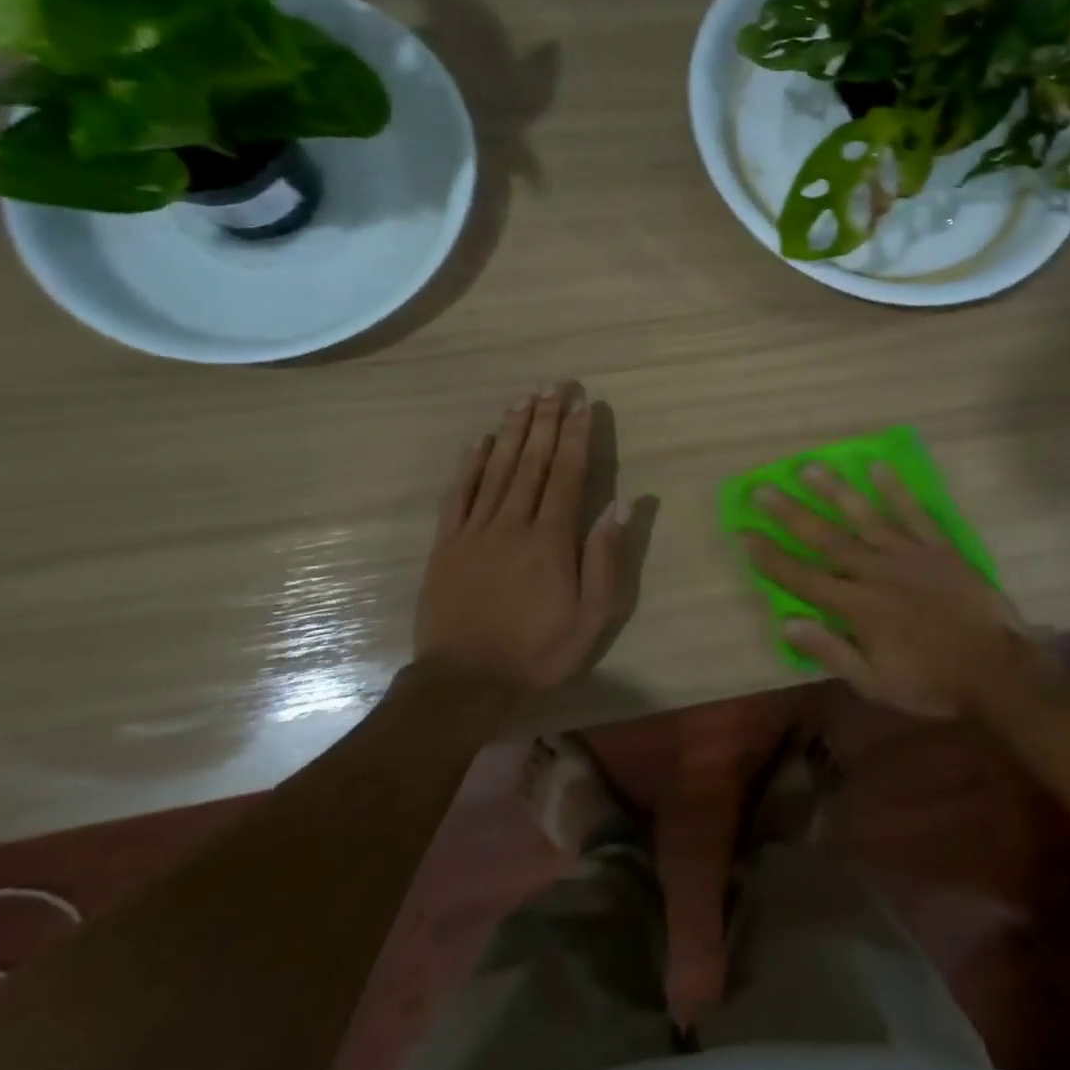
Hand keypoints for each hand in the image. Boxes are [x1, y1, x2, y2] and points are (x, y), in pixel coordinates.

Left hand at [413, 383, 637, 697]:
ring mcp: (475, 531)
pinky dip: (470, 465)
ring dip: (513, 431)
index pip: (567, 473)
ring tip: (524, 398)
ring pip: (497, 469)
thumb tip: (622, 503)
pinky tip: (480, 441)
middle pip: (533, 461)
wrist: (464, 684)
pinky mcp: (447, 545)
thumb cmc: (538, 651)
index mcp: (550, 538)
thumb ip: (606, 558)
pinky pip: (458, 495)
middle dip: (546, 420)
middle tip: (554, 385)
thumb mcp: (592, 617)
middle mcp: (513, 523)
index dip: (576, 435)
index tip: (583, 403)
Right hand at [744, 463, 1050, 718]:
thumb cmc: (932, 682)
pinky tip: (877, 467)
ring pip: (864, 516)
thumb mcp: (875, 683)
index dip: (771, 557)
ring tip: (808, 466)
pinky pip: (913, 512)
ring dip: (834, 491)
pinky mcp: (938, 547)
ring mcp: (908, 554)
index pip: (803, 578)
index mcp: (858, 607)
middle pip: (826, 538)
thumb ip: (831, 651)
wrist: (996, 670)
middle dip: (791, 514)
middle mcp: (876, 572)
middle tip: (764, 488)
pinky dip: (894, 489)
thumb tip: (787, 624)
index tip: (744, 534)